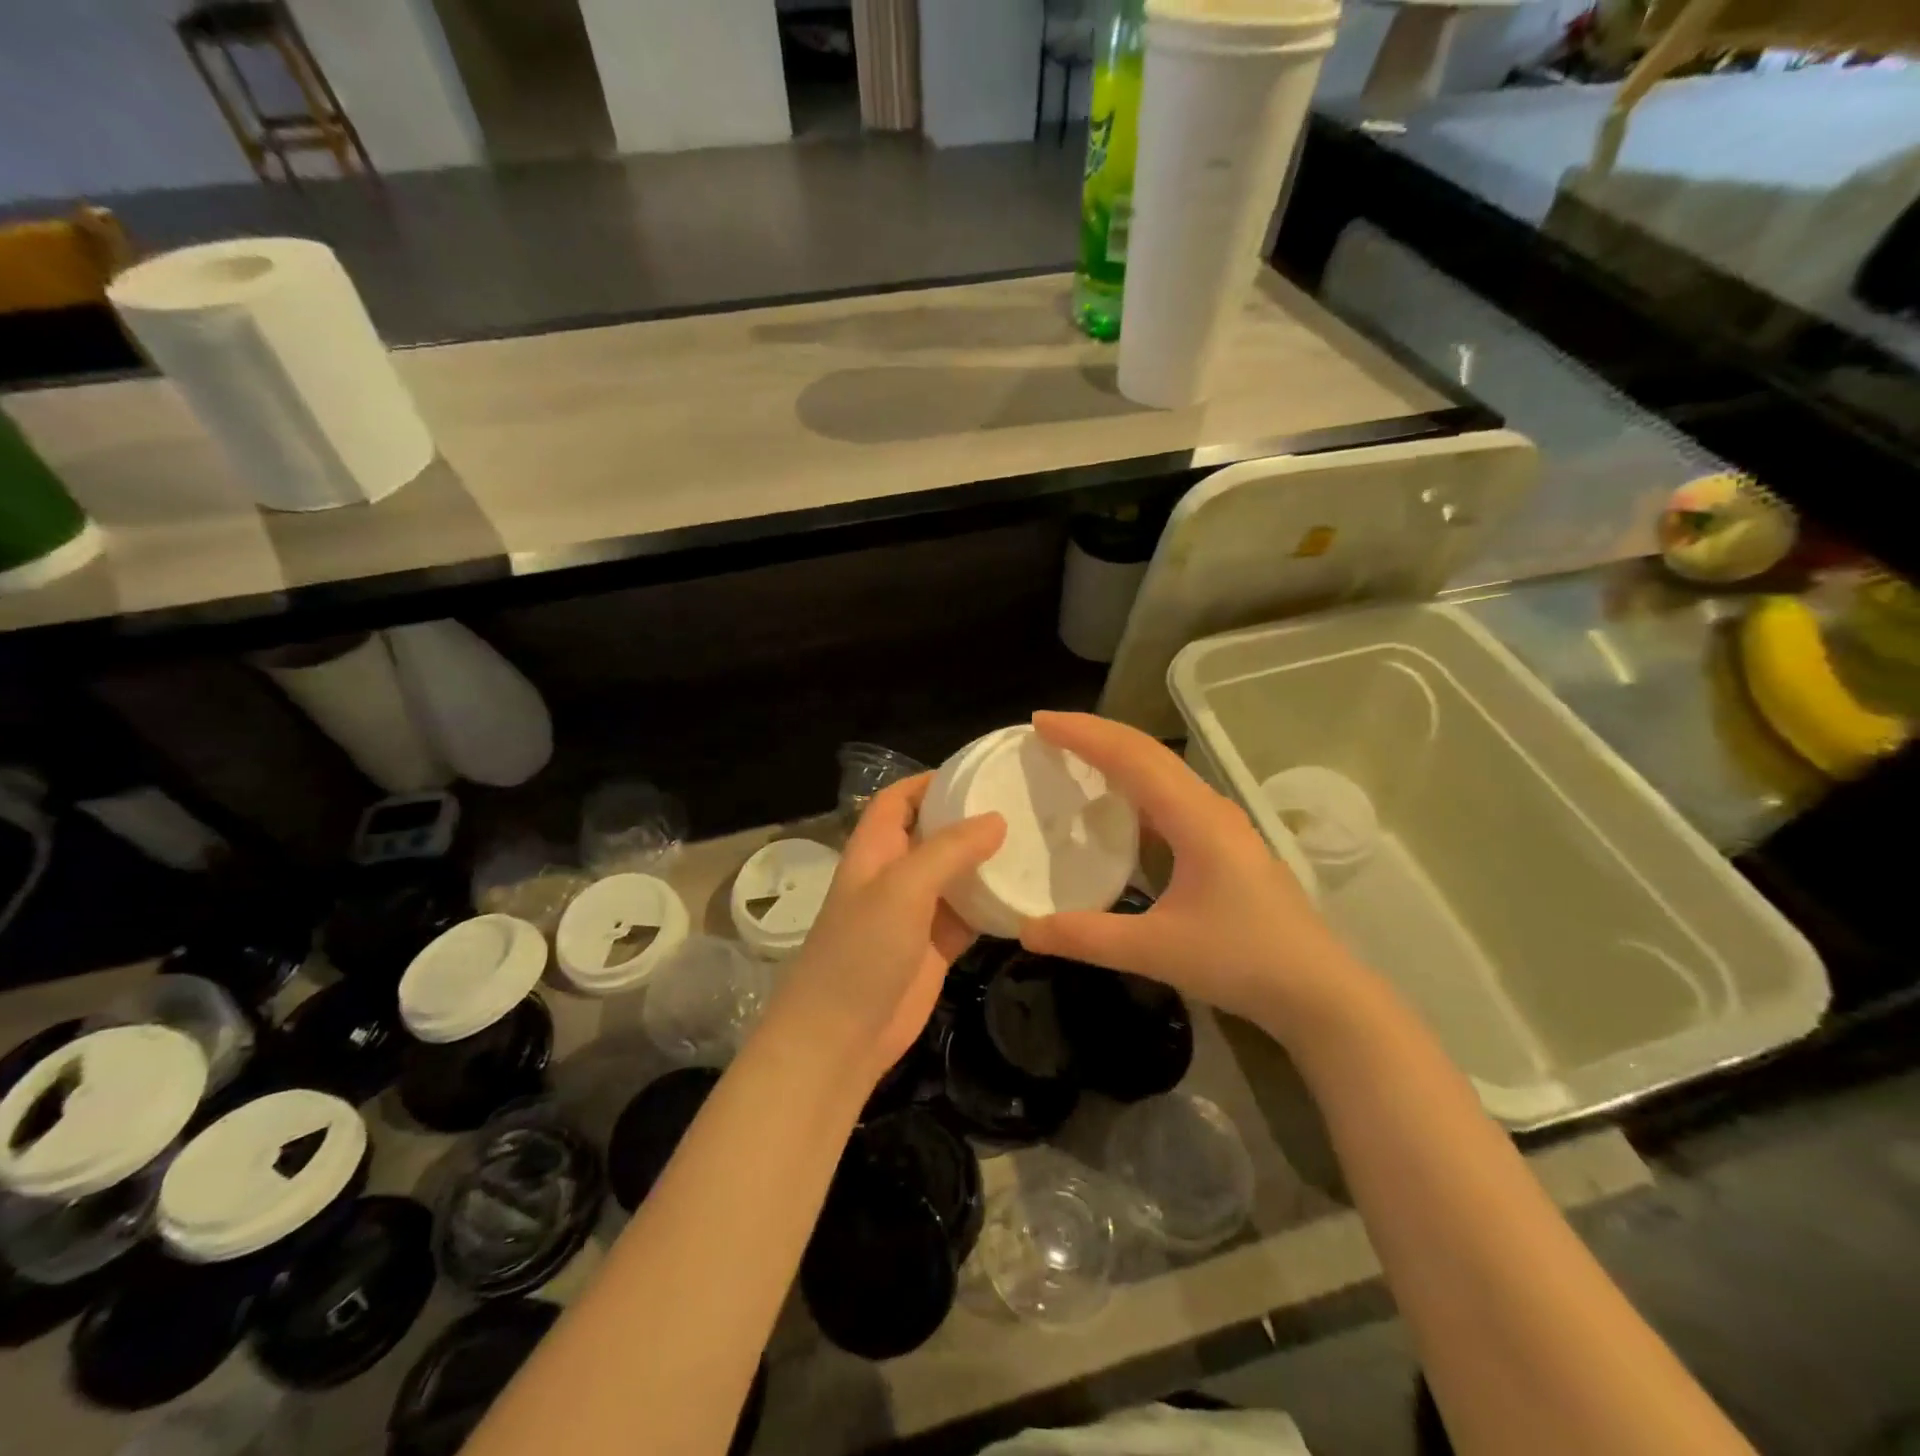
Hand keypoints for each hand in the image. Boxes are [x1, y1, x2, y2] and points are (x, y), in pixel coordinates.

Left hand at [774, 776, 1004, 1087]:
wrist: (840, 1037)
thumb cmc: (861, 950)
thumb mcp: (902, 888)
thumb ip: (949, 850)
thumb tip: (996, 819)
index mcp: (876, 849)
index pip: (899, 799)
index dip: (932, 781)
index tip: (981, 772)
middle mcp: (896, 873)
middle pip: (934, 833)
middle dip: (971, 818)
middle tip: (1024, 804)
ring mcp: (917, 911)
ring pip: (957, 874)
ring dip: (989, 861)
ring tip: (1037, 840)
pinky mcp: (937, 945)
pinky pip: (971, 914)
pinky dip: (995, 904)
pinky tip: (1030, 893)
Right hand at [1018, 711, 1356, 1035]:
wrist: (1320, 992)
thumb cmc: (1243, 961)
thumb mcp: (1157, 951)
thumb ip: (1087, 938)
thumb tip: (1025, 931)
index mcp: (1196, 819)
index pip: (1132, 757)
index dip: (1084, 734)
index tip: (1039, 721)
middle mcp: (1210, 808)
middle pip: (1148, 752)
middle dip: (1095, 734)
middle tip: (1046, 731)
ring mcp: (1222, 825)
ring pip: (1162, 771)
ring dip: (1117, 755)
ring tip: (1073, 756)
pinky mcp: (1225, 844)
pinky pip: (1170, 796)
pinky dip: (1134, 785)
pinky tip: (1116, 806)